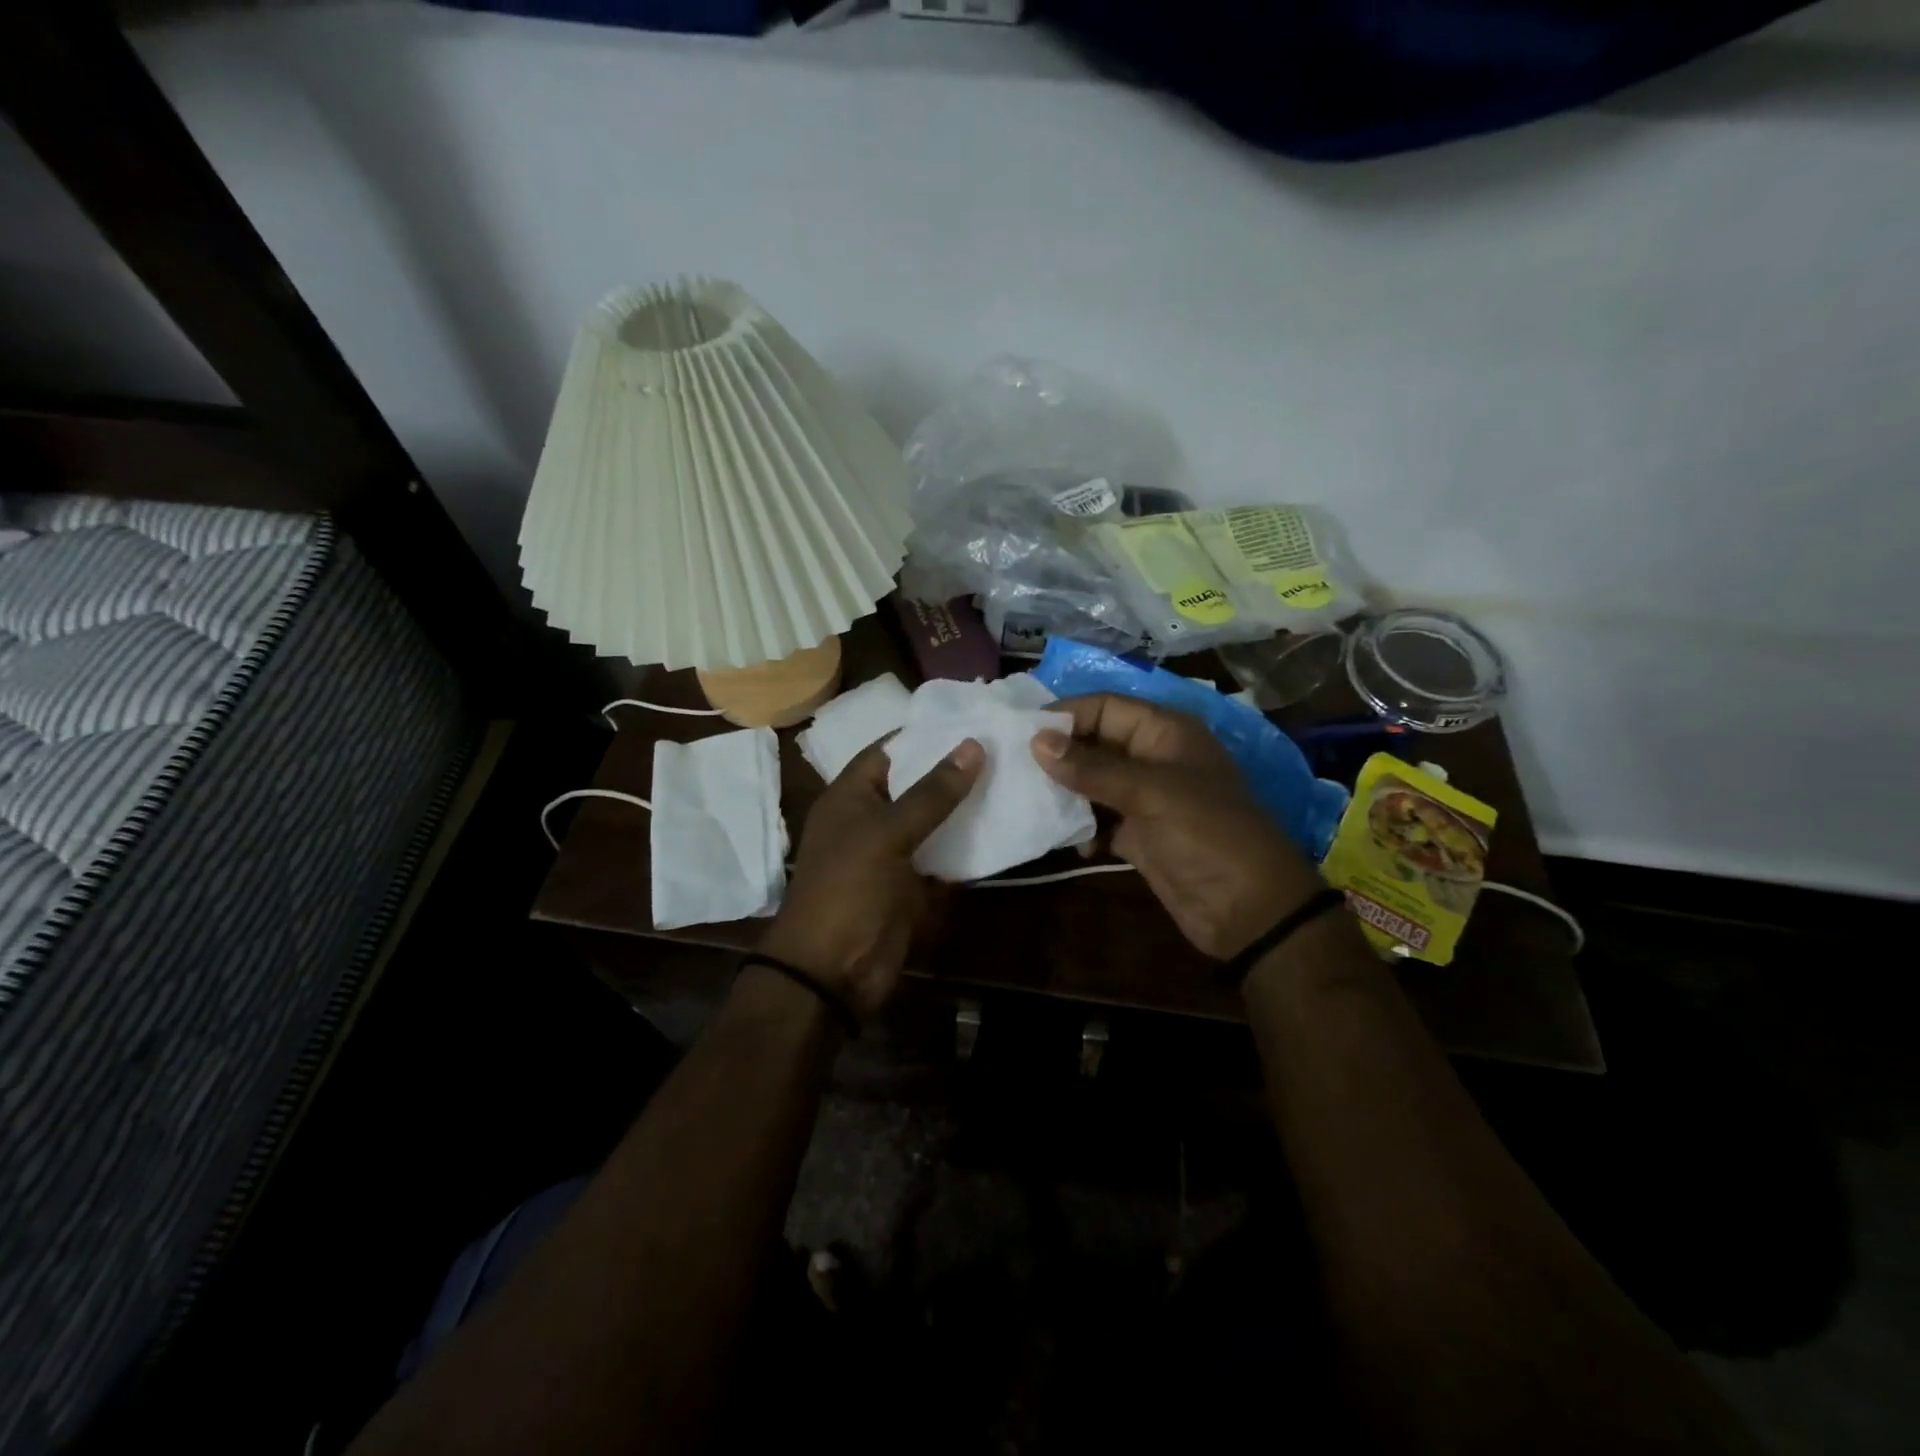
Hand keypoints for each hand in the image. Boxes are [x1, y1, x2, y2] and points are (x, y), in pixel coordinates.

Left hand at [756, 737, 983, 1019]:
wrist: (832, 971)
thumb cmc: (849, 888)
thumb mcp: (888, 833)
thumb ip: (931, 792)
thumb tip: (973, 745)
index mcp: (850, 796)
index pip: (889, 750)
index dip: (925, 734)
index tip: (971, 719)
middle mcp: (870, 819)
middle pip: (915, 785)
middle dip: (953, 770)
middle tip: (1003, 747)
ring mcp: (892, 853)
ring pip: (933, 821)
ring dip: (964, 808)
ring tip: (1012, 778)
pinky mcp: (911, 885)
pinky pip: (942, 857)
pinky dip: (966, 847)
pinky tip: (1003, 828)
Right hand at [1032, 694, 1321, 958]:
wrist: (1248, 910)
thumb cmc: (1206, 835)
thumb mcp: (1150, 793)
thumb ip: (1092, 767)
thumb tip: (1037, 740)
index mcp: (1165, 733)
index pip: (1106, 707)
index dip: (1066, 715)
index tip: (1021, 732)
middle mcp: (1153, 758)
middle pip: (1096, 743)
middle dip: (1059, 754)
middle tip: (1013, 767)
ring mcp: (1146, 798)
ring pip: (1093, 782)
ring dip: (1066, 792)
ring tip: (1030, 801)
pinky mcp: (1140, 835)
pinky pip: (1100, 819)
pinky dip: (1083, 827)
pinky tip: (1070, 842)